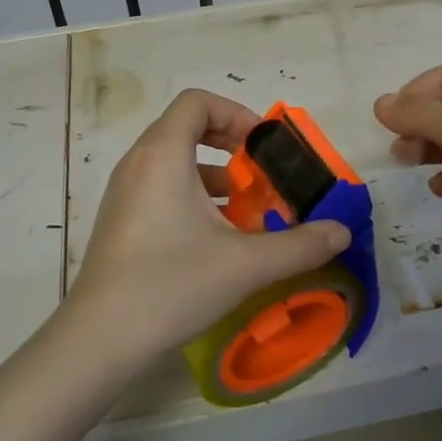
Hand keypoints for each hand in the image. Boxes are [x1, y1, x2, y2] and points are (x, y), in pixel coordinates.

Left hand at [67, 89, 350, 364]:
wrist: (100, 338)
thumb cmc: (171, 284)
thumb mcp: (246, 264)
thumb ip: (300, 245)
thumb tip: (341, 232)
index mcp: (163, 155)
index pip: (197, 102)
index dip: (236, 114)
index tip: (264, 148)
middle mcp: (138, 163)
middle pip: (186, 128)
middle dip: (231, 146)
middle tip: (261, 175)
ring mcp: (124, 193)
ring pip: (174, 161)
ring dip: (214, 174)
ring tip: (245, 209)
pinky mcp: (121, 220)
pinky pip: (161, 188)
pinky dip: (192, 196)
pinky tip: (216, 238)